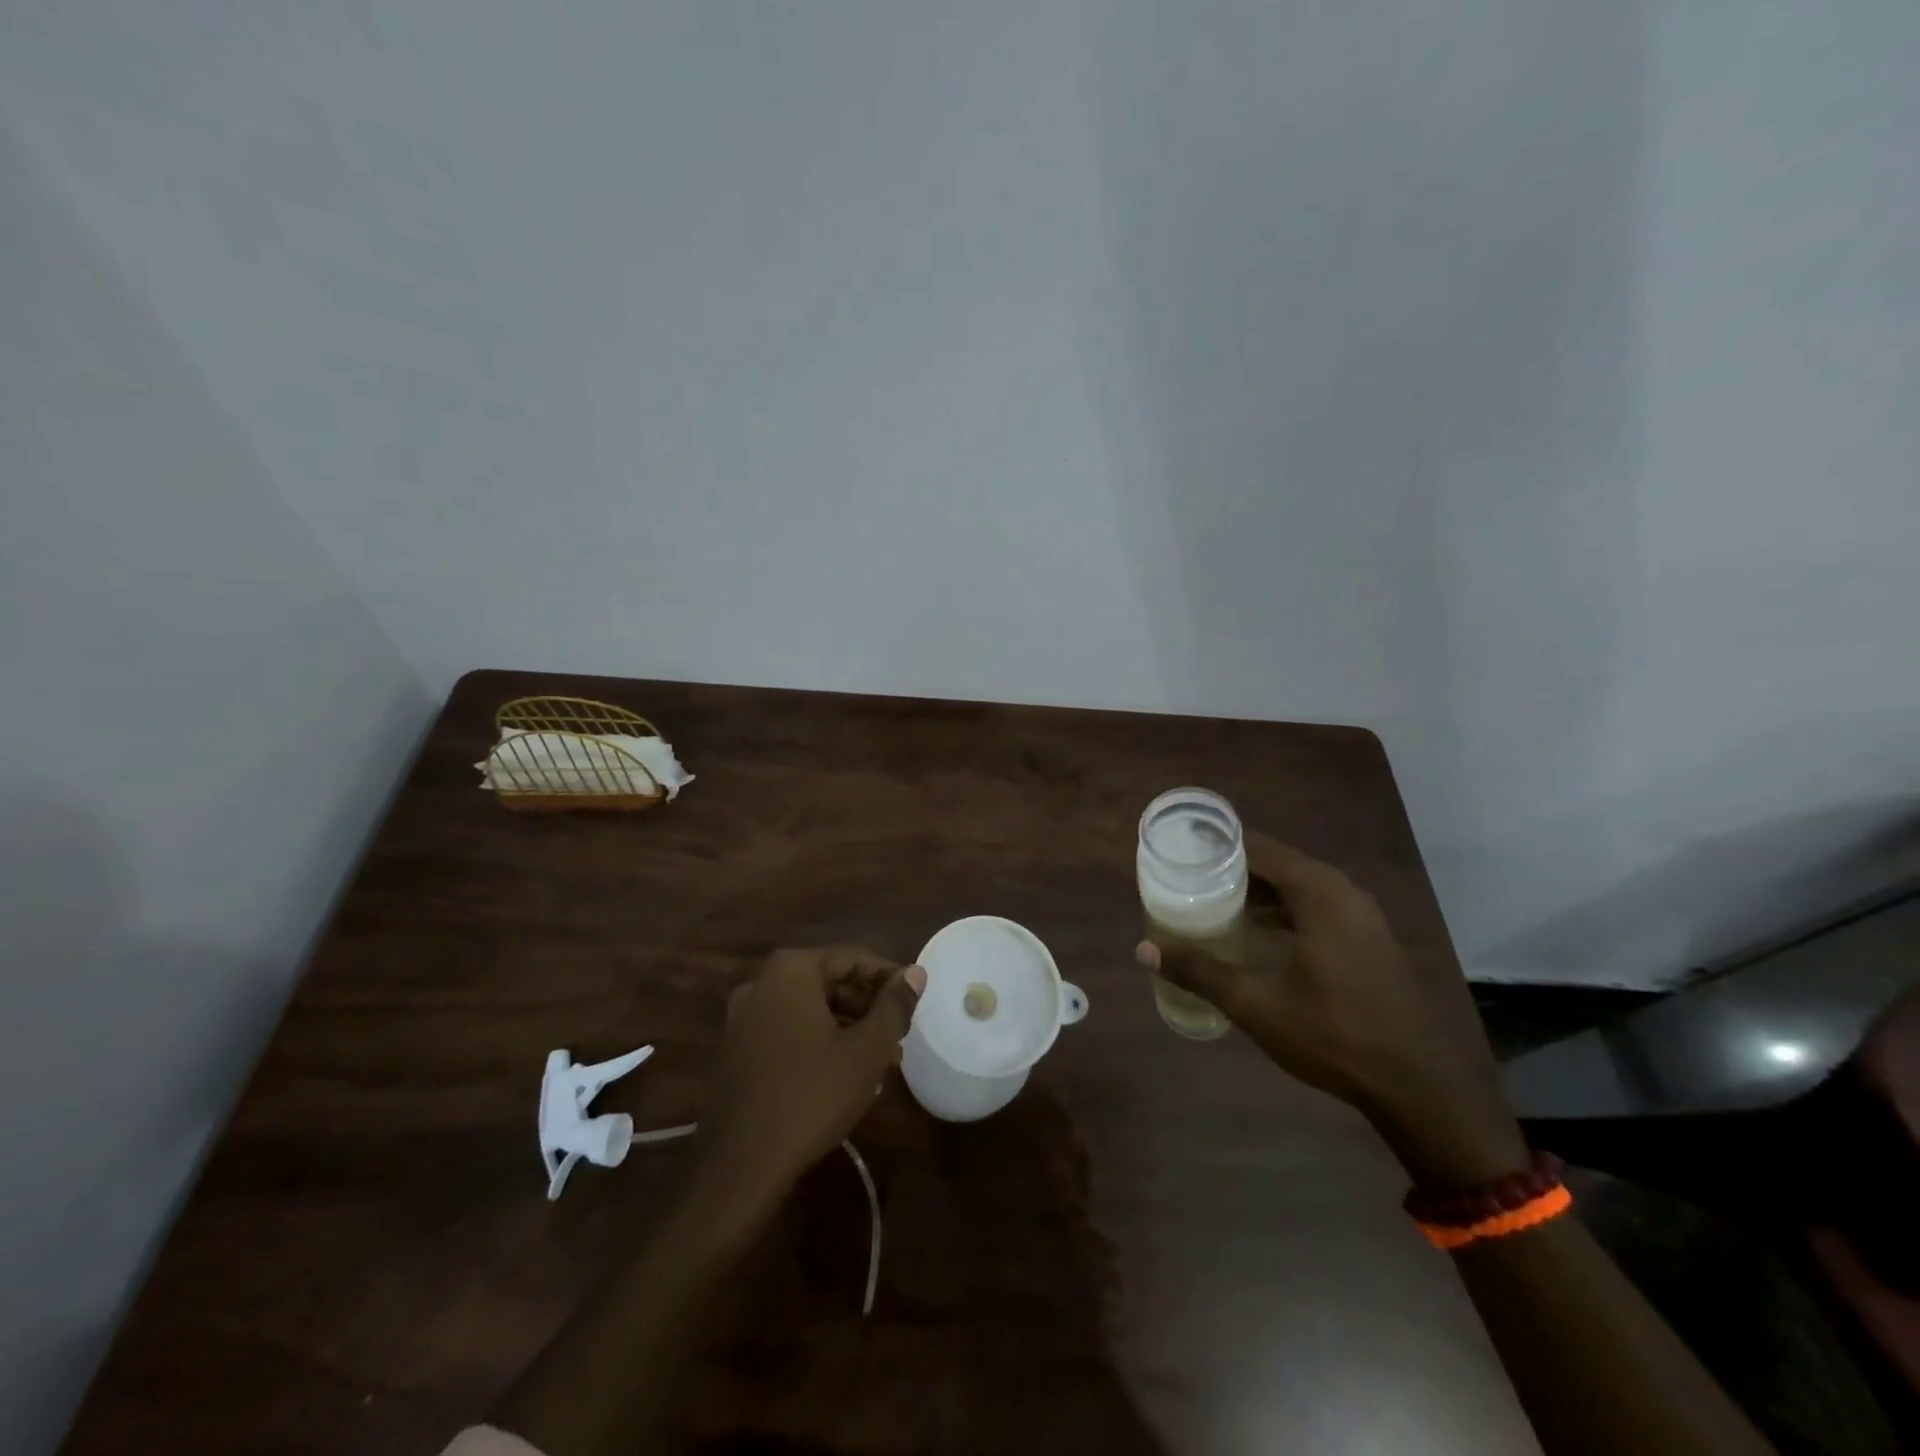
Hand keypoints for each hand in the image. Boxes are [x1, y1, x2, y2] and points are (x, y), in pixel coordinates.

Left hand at [697, 946, 924, 1205]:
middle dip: (867, 1004)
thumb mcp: (867, 1049)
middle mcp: (761, 983)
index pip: (851, 958)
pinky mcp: (737, 1049)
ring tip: (882, 1055)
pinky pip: (788, 1028)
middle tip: (900, 1030)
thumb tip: (916, 972)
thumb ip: (894, 1005)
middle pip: (828, 980)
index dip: (888, 976)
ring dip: (847, 1024)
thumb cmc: (813, 1095)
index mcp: (791, 971)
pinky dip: (819, 1038)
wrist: (743, 1164)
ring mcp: (744, 1017)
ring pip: (809, 1007)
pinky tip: (846, 1070)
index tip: (914, 999)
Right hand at [1139, 832, 1525, 1187]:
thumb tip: (1144, 949)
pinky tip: (1254, 933)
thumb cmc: (1334, 1035)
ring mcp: (1361, 915)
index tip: (1179, 853)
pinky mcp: (1368, 938)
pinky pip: (1315, 906)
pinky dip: (1282, 909)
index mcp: (1318, 893)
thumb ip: (1199, 971)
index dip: (1216, 847)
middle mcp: (1342, 892)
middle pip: (1275, 863)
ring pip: (1296, 886)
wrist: (1418, 1086)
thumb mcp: (1255, 1003)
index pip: (1256, 847)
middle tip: (1186, 879)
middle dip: (1230, 869)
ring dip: (1256, 891)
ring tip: (1210, 902)